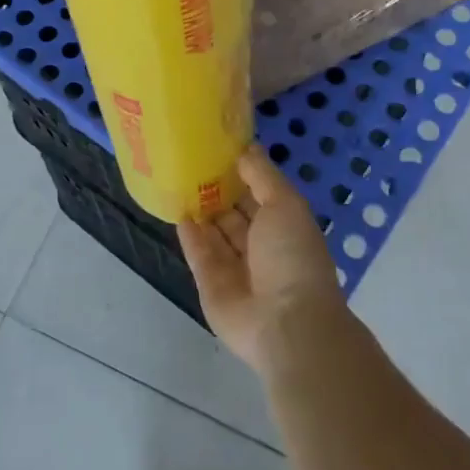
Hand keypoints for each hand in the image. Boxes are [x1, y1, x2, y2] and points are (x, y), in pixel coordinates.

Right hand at [179, 148, 348, 374]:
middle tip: (192, 159)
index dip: (243, 172)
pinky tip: (177, 210)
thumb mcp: (285, 203)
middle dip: (218, 190)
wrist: (285, 322)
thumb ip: (263, 175)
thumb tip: (247, 148)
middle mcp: (261, 247)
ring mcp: (235, 268)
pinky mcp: (211, 286)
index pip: (260, 194)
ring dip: (201, 209)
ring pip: (215, 233)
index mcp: (285, 227)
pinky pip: (198, 254)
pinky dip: (189, 234)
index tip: (220, 147)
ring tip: (178, 179)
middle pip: (235, 213)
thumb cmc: (292, 255)